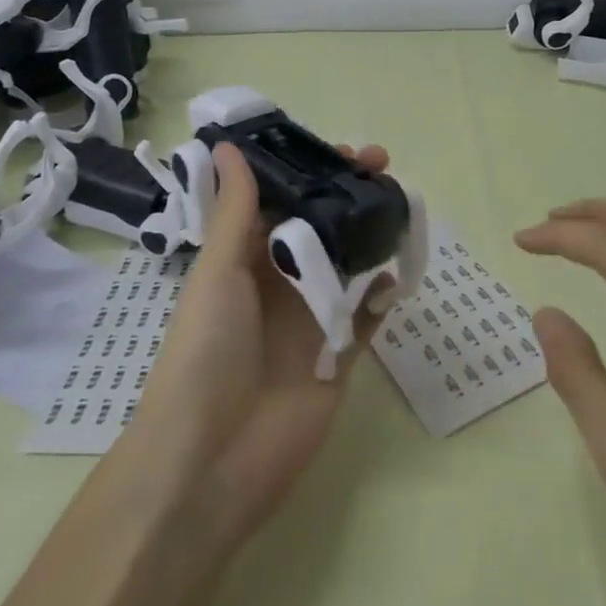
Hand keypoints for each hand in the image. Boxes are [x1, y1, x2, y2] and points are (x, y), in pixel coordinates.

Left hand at [120, 140, 393, 549]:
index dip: (307, 170)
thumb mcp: (218, 272)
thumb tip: (228, 145)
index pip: (280, 200)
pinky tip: (398, 274)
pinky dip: (383, 294)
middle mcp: (277, 283)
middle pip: (319, 225)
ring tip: (399, 203)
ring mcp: (309, 319)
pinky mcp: (338, 357)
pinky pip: (366, 316)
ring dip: (370, 233)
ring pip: (348, 263)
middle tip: (381, 164)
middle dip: (347, 193)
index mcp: (242, 259)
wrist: (212, 460)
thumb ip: (236, 211)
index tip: (339, 147)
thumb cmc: (205, 352)